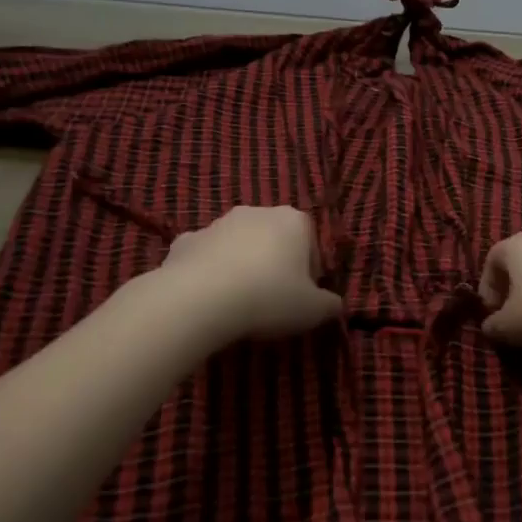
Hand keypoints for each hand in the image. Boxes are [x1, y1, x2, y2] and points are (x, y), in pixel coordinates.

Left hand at [160, 207, 343, 341]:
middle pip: (274, 238)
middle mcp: (257, 212)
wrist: (201, 299)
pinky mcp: (186, 240)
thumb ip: (330, 305)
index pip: (311, 242)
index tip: (303, 296)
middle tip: (273, 299)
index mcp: (294, 221)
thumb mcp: (313, 310)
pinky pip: (205, 255)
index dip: (310, 271)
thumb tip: (335, 304)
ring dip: (242, 265)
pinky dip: (208, 270)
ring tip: (239, 301)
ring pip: (238, 244)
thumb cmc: (269, 297)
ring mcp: (218, 223)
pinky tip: (208, 297)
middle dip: (275, 263)